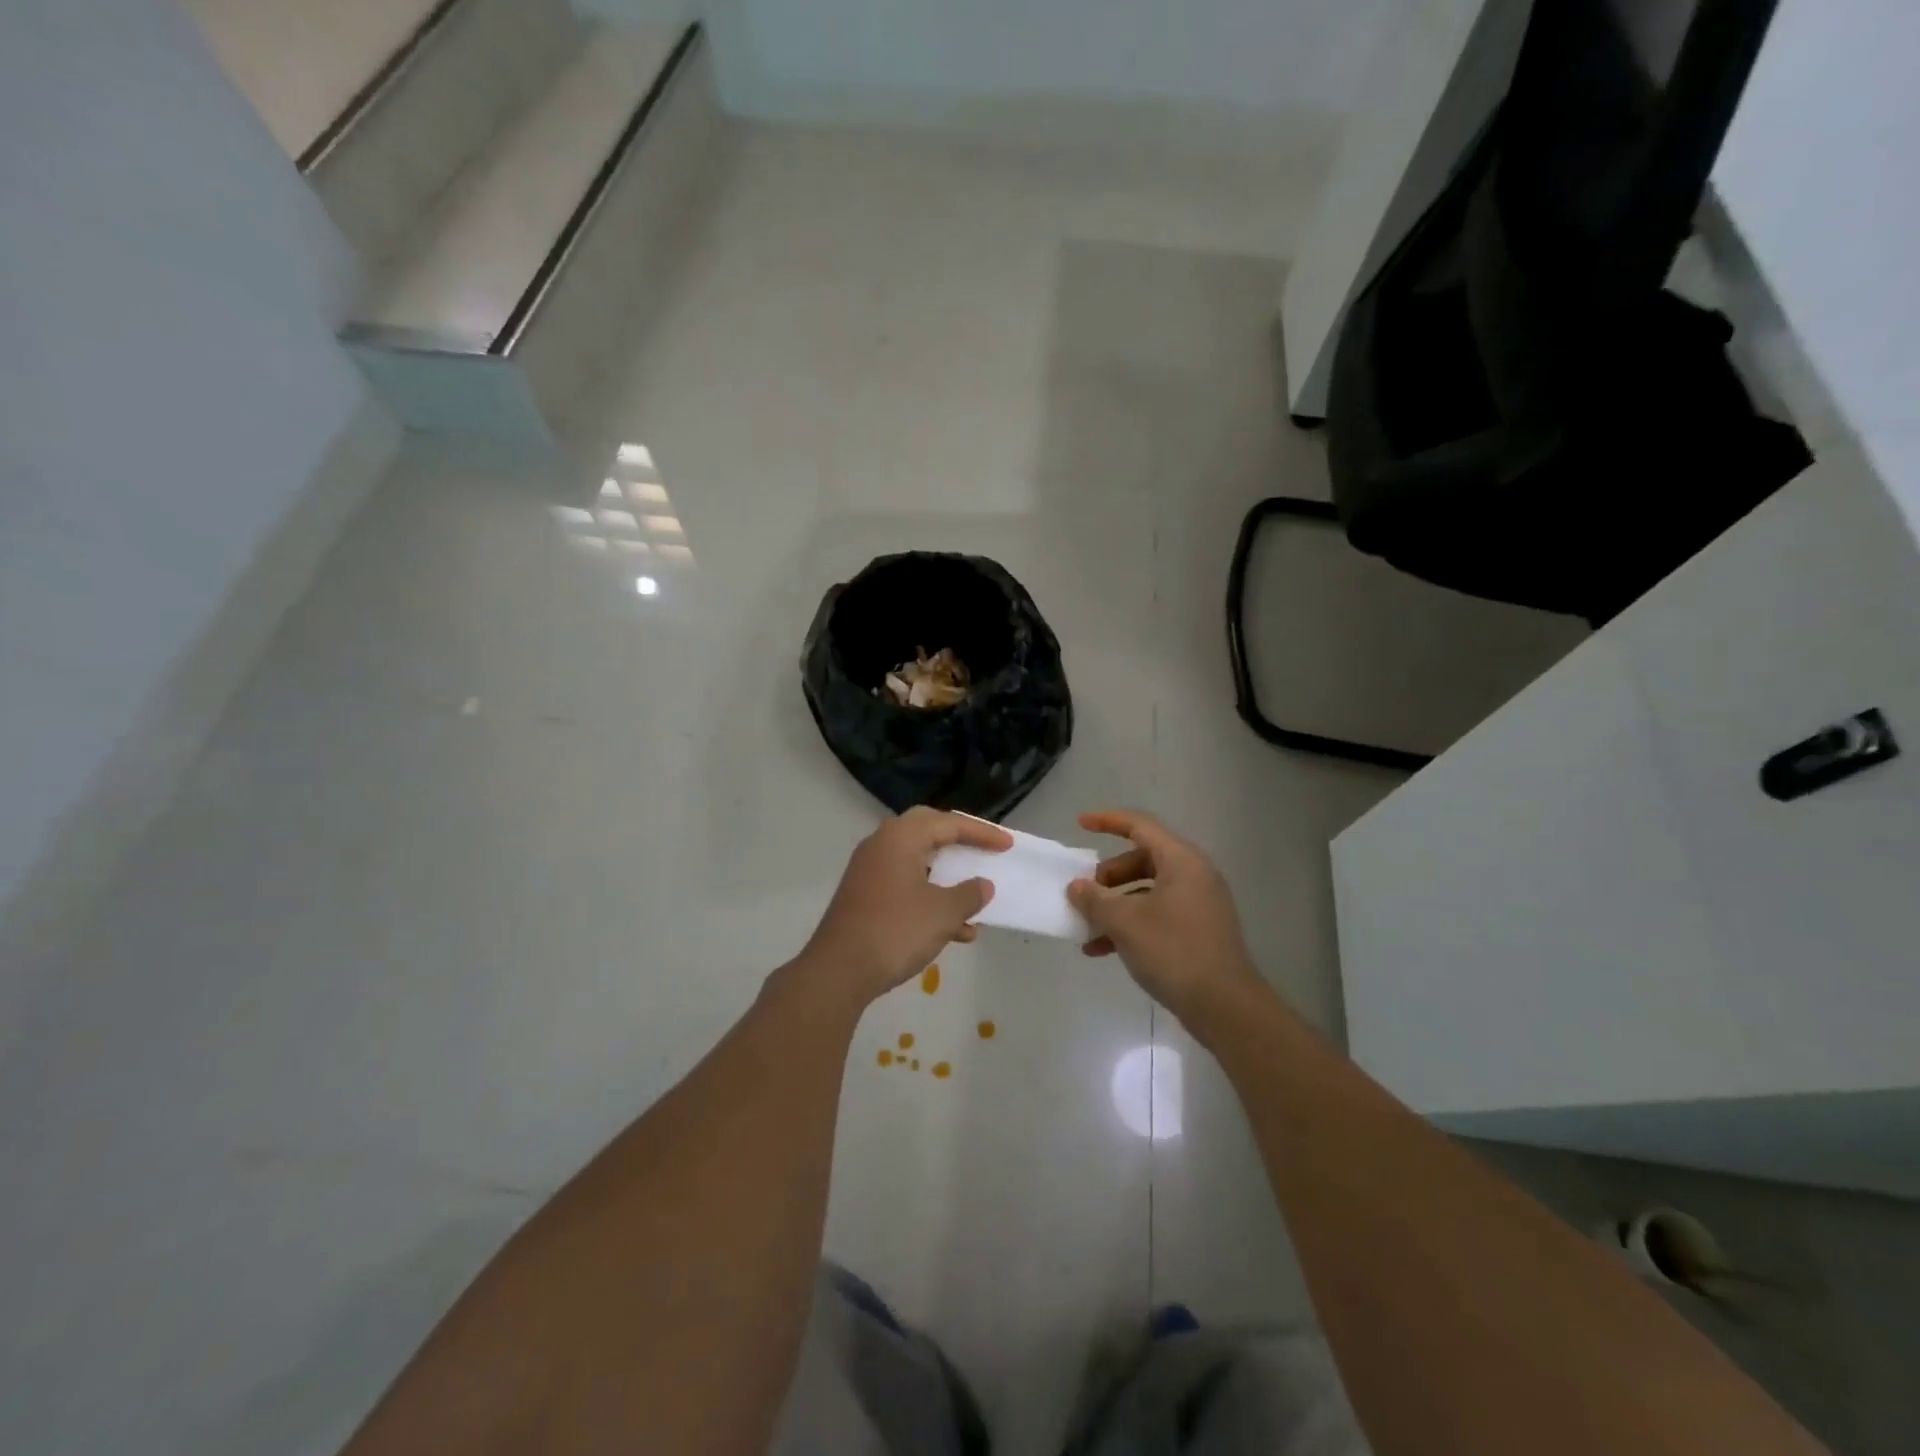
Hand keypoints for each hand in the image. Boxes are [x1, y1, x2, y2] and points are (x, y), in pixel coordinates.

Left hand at [798, 807, 1011, 1007]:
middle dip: (959, 842)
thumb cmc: (895, 931)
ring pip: (918, 862)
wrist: (838, 972)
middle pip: (929, 831)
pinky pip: (906, 886)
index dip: (982, 833)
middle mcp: (882, 845)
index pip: (949, 823)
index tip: (1007, 844)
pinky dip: (931, 899)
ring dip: (947, 877)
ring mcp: (870, 871)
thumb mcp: (942, 913)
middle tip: (984, 850)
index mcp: (901, 837)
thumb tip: (982, 886)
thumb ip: (968, 895)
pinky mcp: (866, 896)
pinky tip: (956, 931)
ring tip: (976, 898)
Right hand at [1068, 810, 1265, 1026]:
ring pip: (1147, 890)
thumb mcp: (1125, 922)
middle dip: (1107, 876)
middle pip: (1142, 859)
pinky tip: (1102, 950)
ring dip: (1114, 905)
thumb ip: (1095, 899)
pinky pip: (1157, 914)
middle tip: (1084, 894)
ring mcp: (1199, 904)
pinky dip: (1130, 924)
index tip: (1080, 824)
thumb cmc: (1173, 952)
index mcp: (1181, 861)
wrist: (1225, 1006)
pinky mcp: (1198, 931)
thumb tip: (1077, 887)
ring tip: (1087, 928)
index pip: (1140, 825)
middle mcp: (1194, 875)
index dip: (1108, 821)